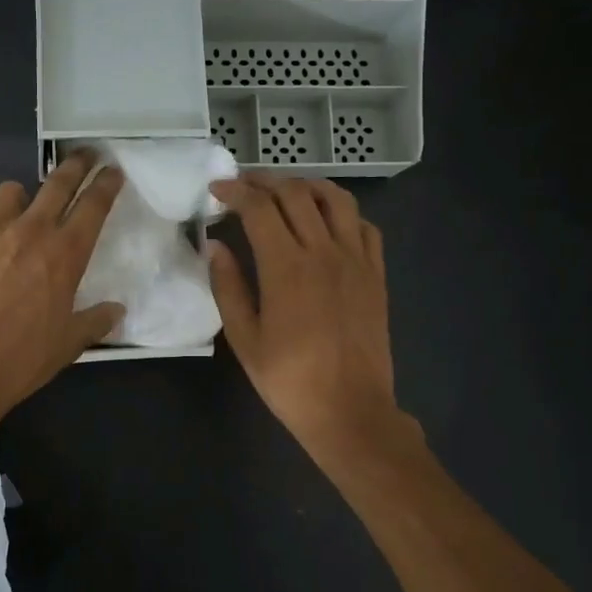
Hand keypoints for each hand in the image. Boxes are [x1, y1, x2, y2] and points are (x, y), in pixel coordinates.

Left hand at [0, 150, 125, 427]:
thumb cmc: (22, 359)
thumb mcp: (68, 344)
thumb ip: (95, 321)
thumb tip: (116, 311)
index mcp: (64, 254)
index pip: (93, 205)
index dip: (106, 184)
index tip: (112, 170)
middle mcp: (29, 231)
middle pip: (57, 182)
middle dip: (75, 165)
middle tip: (83, 156)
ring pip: (9, 193)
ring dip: (20, 199)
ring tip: (17, 214)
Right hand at [207, 175, 401, 453]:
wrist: (350, 410)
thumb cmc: (289, 380)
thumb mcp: (245, 339)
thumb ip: (228, 287)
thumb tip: (215, 246)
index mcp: (286, 268)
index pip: (259, 208)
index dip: (235, 190)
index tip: (217, 188)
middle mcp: (324, 252)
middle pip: (296, 194)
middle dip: (266, 181)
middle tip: (244, 185)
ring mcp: (356, 261)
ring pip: (336, 199)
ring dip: (307, 186)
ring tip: (286, 191)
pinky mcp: (376, 274)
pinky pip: (364, 226)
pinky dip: (342, 213)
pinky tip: (327, 222)